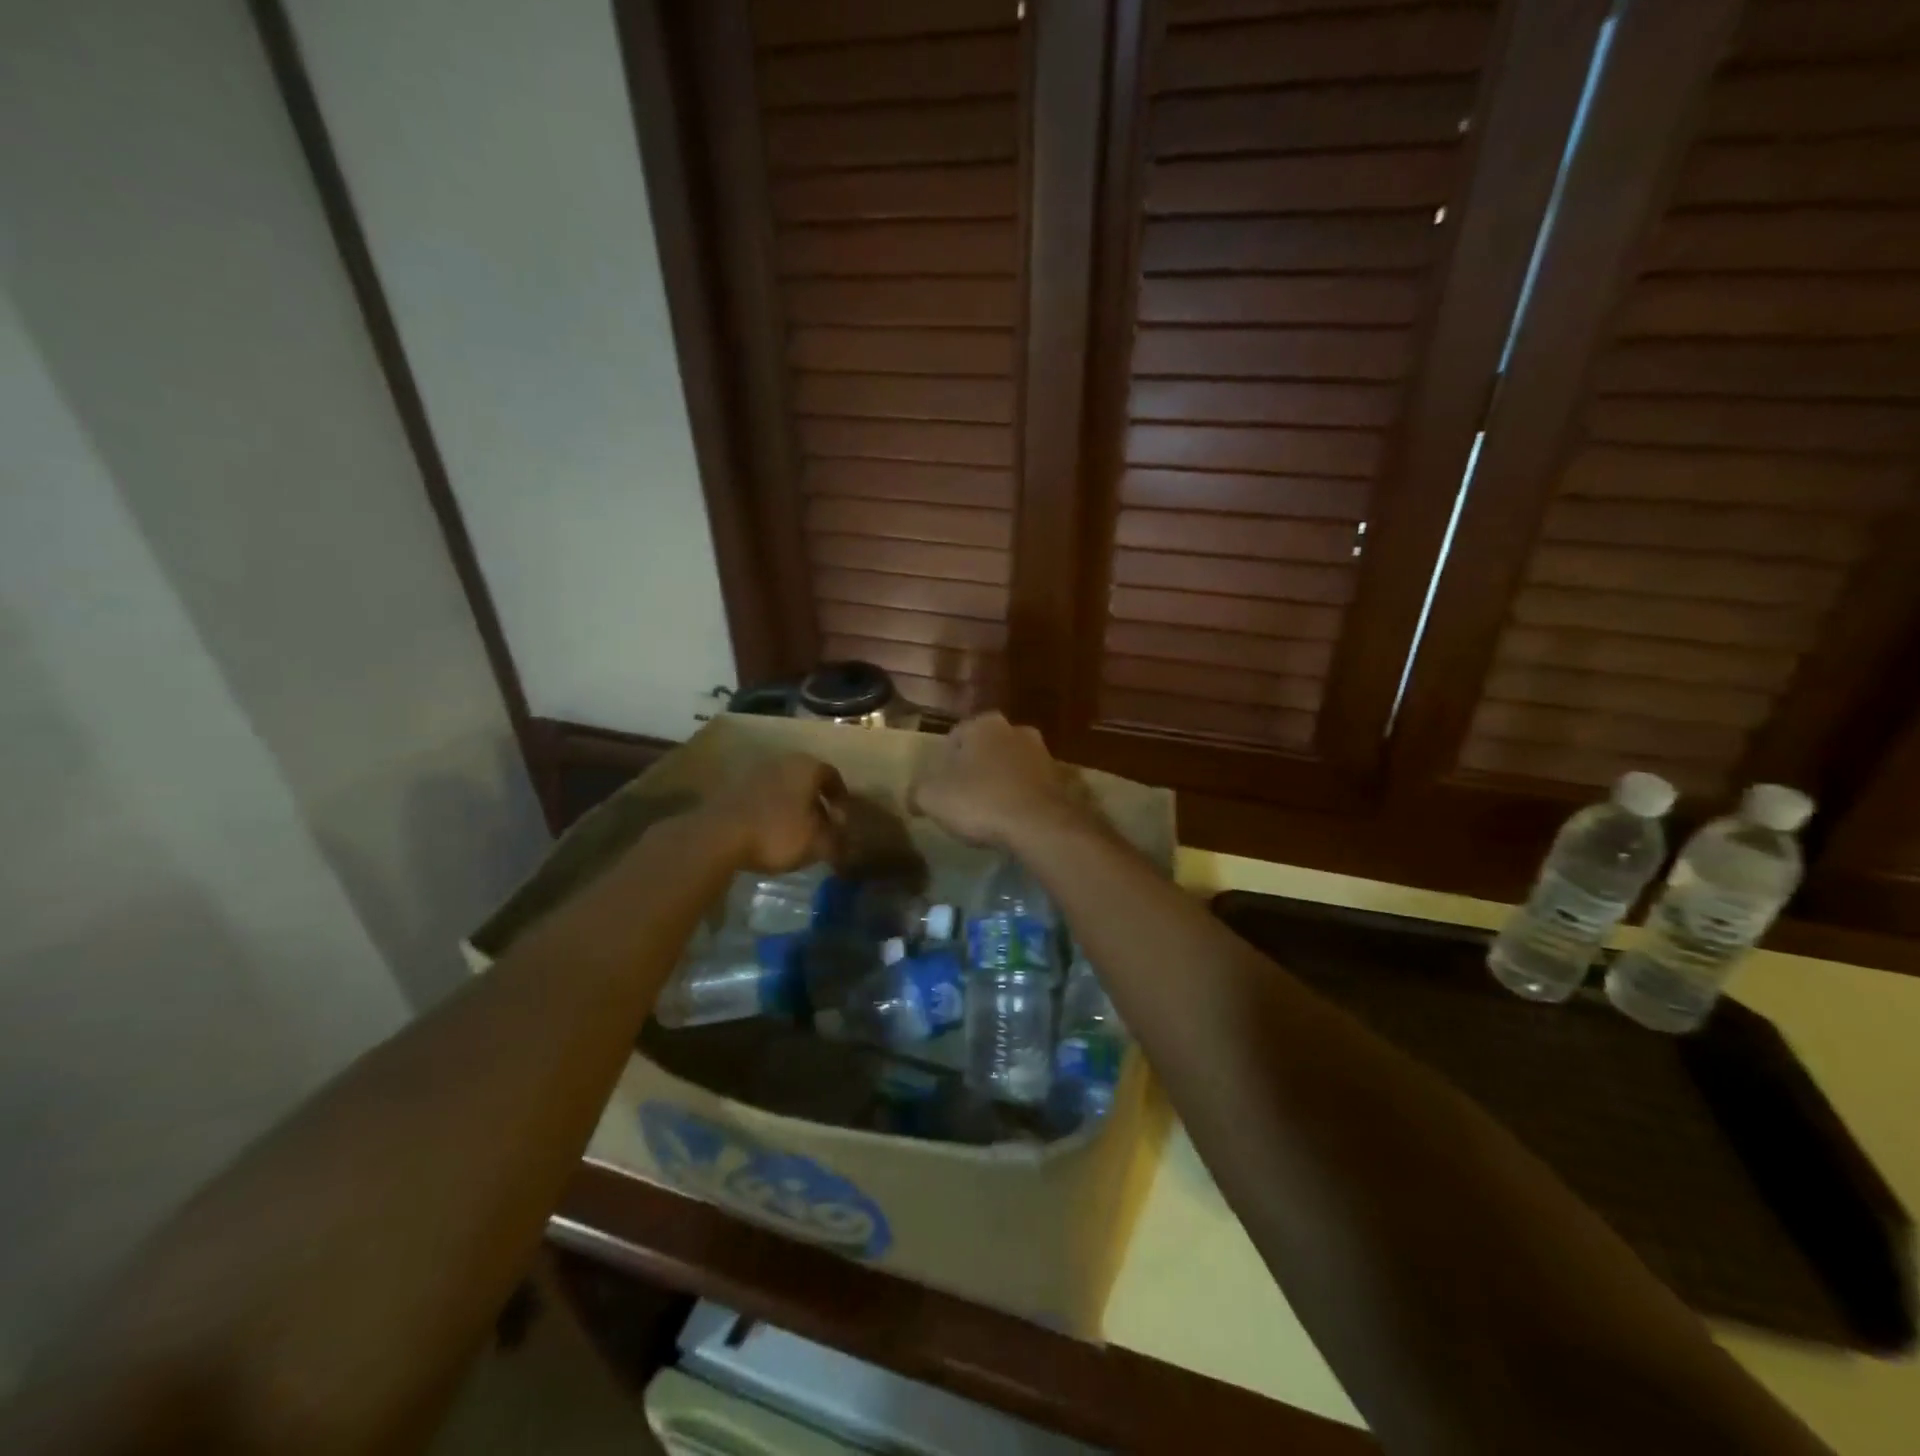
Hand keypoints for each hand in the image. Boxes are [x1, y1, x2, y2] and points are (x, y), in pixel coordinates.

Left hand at [697, 753, 844, 872]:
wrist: (718, 836)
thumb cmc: (777, 833)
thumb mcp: (817, 844)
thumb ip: (836, 841)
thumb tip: (846, 842)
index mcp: (807, 767)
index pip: (832, 776)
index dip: (841, 798)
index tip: (842, 818)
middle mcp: (782, 761)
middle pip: (806, 779)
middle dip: (816, 801)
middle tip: (822, 825)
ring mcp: (754, 772)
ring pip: (783, 787)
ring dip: (792, 805)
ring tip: (795, 831)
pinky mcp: (732, 788)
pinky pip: (762, 796)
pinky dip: (771, 810)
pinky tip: (770, 831)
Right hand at [910, 713, 1094, 848]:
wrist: (1040, 825)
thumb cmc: (980, 801)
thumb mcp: (932, 798)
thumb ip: (917, 792)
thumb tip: (913, 798)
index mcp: (983, 724)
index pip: (954, 738)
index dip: (942, 764)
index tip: (939, 788)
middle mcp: (1015, 729)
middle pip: (985, 749)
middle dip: (974, 769)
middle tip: (962, 798)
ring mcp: (1042, 753)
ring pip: (1010, 765)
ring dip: (999, 782)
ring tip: (988, 812)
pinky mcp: (1060, 779)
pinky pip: (1030, 785)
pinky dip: (1019, 797)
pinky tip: (1011, 819)